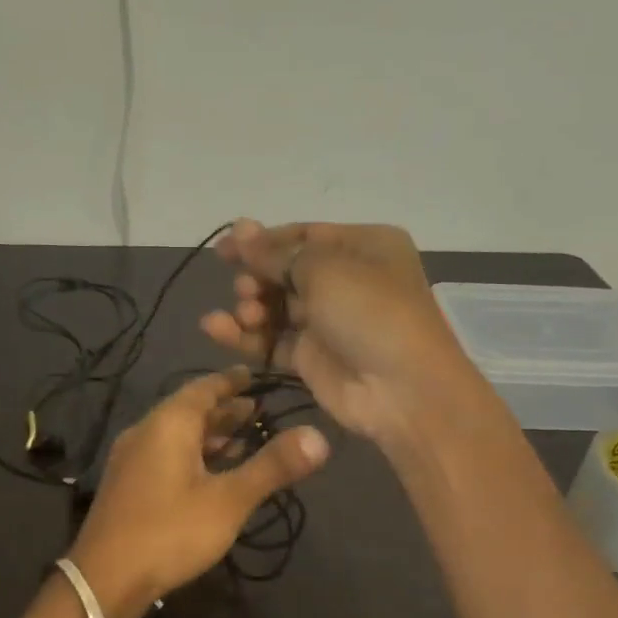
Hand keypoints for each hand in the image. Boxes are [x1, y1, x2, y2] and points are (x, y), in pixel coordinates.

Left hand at [68, 367, 329, 617]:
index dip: (231, 381)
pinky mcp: (126, 485)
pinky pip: (165, 455)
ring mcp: (131, 459)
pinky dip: (192, 455)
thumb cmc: (170, 531)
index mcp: (168, 423)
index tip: (253, 376)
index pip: (203, 388)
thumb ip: (272, 466)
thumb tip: (319, 436)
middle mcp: (145, 432)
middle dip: (224, 410)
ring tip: (242, 441)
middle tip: (258, 411)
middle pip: (189, 410)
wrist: (104, 579)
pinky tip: (209, 475)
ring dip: (209, 436)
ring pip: (176, 436)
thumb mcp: (230, 500)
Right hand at [200, 219, 489, 447]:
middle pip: (286, 271)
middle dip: (258, 276)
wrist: (401, 390)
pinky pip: (272, 340)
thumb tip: (241, 227)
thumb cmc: (369, 312)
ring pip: (276, 307)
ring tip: (244, 313)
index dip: (262, 240)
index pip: (303, 235)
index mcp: (363, 246)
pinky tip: (216, 329)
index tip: (224, 248)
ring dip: (251, 307)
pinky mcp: (311, 358)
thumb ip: (276, 253)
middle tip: (244, 288)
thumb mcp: (324, 269)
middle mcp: (347, 280)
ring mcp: (328, 322)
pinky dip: (246, 335)